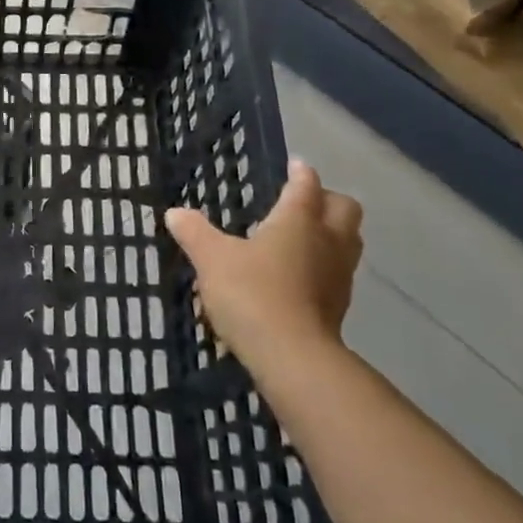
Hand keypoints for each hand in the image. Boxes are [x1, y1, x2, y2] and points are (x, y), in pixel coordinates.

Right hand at [165, 159, 363, 376]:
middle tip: (304, 201)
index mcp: (299, 220)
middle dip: (328, 200)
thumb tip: (174, 213)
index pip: (307, 184)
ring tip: (303, 238)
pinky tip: (299, 277)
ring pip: (348, 242)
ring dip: (332, 234)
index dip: (301, 172)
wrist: (291, 357)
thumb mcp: (212, 259)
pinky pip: (338, 274)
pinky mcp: (340, 308)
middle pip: (345, 209)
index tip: (294, 165)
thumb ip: (195, 233)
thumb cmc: (252, 293)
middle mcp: (327, 241)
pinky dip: (324, 267)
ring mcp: (339, 276)